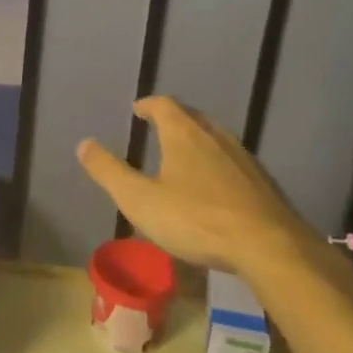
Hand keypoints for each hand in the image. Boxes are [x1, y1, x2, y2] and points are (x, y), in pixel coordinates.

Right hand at [77, 97, 302, 273]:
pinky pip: (233, 161)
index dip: (148, 105)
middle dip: (174, 118)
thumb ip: (110, 172)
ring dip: (198, 139)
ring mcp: (243, 158)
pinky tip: (215, 185)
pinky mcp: (262, 182)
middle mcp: (215, 137)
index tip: (138, 110)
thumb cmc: (196, 220)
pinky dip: (218, 163)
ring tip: (185, 154)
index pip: (164, 105)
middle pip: (192, 117)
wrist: (269, 247)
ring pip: (215, 138)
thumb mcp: (140, 200)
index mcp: (184, 135)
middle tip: (159, 127)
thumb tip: (83, 144)